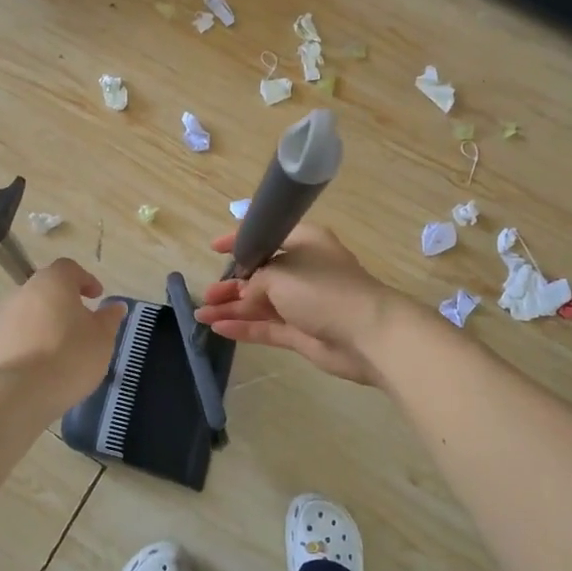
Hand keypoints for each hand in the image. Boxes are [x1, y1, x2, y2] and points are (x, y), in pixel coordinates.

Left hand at [0, 259, 125, 415]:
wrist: (21, 394)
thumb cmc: (71, 356)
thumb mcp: (102, 338)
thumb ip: (109, 318)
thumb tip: (115, 307)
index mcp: (53, 282)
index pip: (69, 268)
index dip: (85, 280)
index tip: (97, 297)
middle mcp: (24, 292)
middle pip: (47, 289)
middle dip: (64, 303)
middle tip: (82, 323)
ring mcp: (3, 317)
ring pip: (30, 313)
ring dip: (46, 323)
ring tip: (62, 348)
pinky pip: (16, 335)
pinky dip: (30, 342)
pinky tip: (42, 365)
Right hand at [193, 224, 407, 385]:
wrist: (369, 334)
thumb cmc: (324, 290)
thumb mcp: (280, 275)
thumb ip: (255, 282)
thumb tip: (245, 295)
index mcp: (305, 243)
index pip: (268, 236)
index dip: (240, 241)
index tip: (215, 248)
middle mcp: (303, 270)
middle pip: (261, 274)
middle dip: (232, 283)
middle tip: (207, 293)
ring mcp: (304, 303)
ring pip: (260, 303)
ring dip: (232, 308)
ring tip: (202, 314)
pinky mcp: (302, 332)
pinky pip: (267, 326)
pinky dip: (244, 327)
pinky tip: (218, 328)